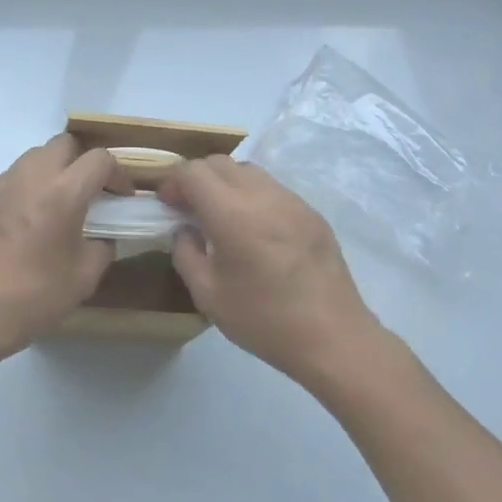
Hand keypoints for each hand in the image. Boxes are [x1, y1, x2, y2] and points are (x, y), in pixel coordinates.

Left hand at [0, 134, 126, 371]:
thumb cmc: (35, 295)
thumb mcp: (85, 276)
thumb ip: (102, 245)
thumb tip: (101, 234)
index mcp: (62, 192)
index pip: (99, 159)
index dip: (118, 174)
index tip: (121, 197)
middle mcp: (30, 176)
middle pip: (64, 144)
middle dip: (83, 162)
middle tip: (90, 193)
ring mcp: (1, 184)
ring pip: (35, 156)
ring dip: (54, 170)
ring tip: (58, 204)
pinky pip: (12, 177)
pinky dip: (28, 187)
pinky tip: (28, 220)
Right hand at [158, 158, 386, 380]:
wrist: (334, 338)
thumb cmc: (264, 320)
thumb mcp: (208, 294)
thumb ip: (186, 253)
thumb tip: (185, 230)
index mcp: (233, 214)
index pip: (193, 172)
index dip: (173, 182)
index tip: (167, 205)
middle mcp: (263, 196)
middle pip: (220, 162)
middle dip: (197, 178)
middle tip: (189, 208)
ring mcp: (292, 201)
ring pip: (248, 170)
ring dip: (225, 183)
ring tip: (221, 216)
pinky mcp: (312, 213)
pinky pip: (273, 188)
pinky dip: (252, 195)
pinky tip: (254, 230)